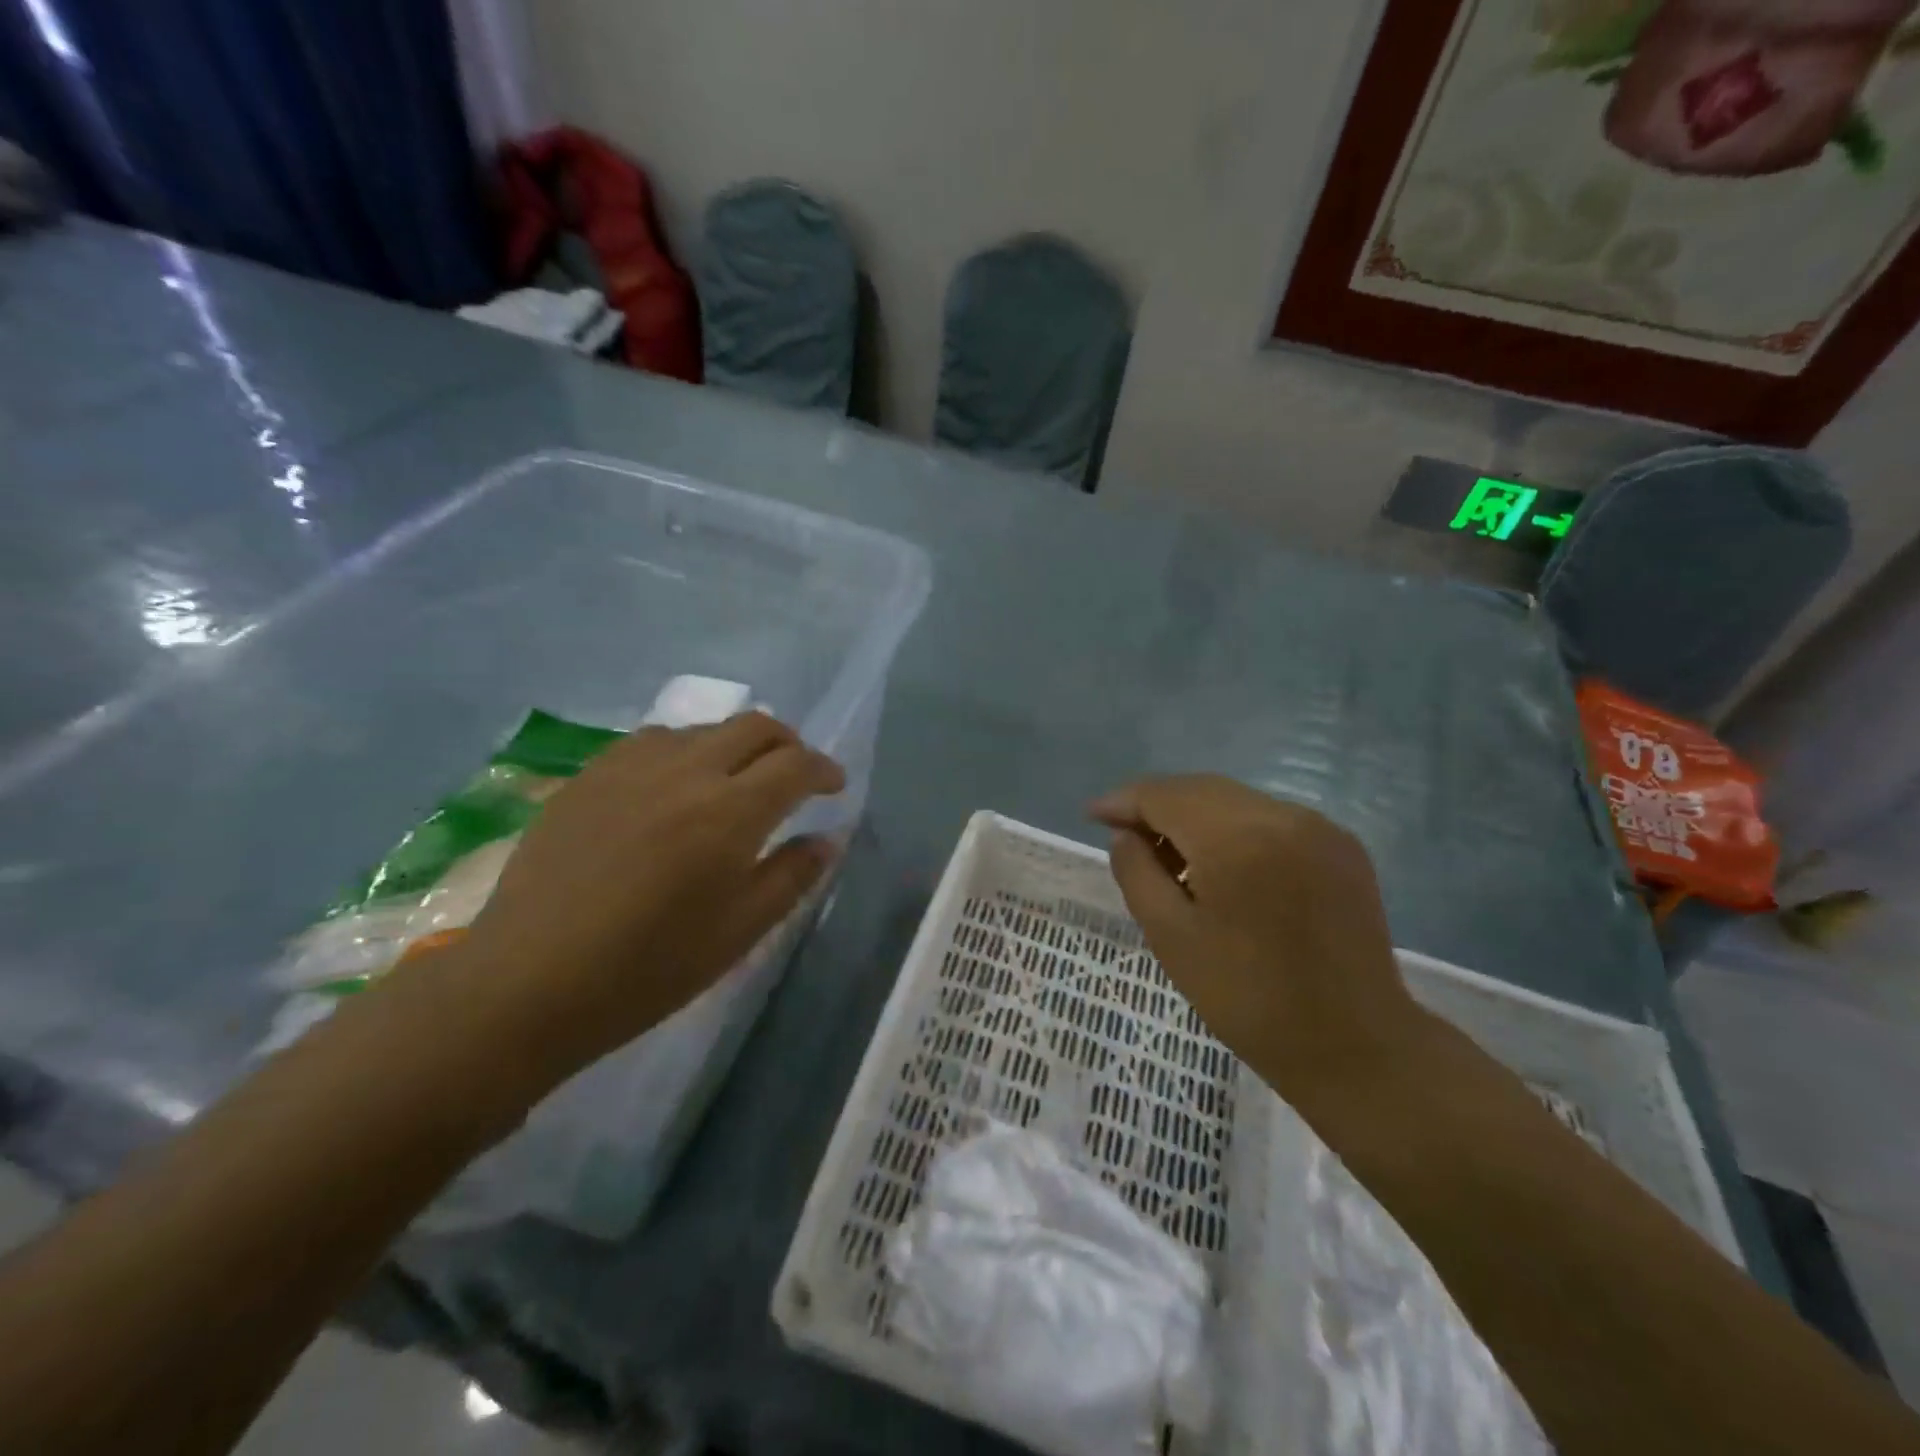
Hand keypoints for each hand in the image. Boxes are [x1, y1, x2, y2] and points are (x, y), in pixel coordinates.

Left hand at [443, 712, 843, 1077]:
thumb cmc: (649, 968)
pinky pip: (652, 741)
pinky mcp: (589, 775)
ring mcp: (631, 767)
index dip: (824, 770)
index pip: (796, 765)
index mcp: (730, 812)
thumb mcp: (739, 931)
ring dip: (734, 745)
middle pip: (754, 726)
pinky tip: (672, 785)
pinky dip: (683, 751)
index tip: (834, 787)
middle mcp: (686, 771)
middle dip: (787, 744)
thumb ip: (791, 876)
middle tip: (795, 774)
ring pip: (702, 728)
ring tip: (734, 781)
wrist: (529, 982)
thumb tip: (826, 839)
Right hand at [1091, 775, 1426, 1105]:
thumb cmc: (1248, 999)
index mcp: (1238, 839)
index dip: (1124, 801)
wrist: (1353, 1046)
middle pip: (1201, 790)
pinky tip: (1220, 864)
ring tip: (1169, 855)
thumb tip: (1126, 835)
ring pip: (1236, 801)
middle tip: (1125, 836)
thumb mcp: (1171, 937)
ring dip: (1194, 816)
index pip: (1166, 796)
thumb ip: (1136, 873)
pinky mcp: (1342, 846)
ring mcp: (1319, 827)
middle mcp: (1282, 816)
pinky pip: (1270, 819)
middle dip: (1157, 805)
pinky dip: (1234, 829)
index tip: (1093, 815)